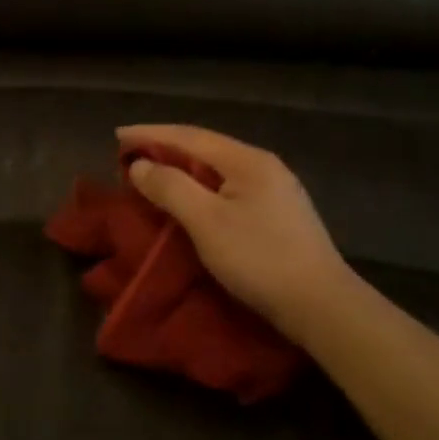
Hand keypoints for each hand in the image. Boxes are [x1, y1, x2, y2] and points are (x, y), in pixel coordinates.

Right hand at [116, 124, 352, 331]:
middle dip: (165, 148)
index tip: (117, 136)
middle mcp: (263, 166)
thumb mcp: (206, 221)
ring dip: (182, 169)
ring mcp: (275, 190)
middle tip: (130, 156)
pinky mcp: (278, 215)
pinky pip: (228, 187)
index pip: (189, 136)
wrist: (322, 305)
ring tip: (153, 175)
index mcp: (247, 160)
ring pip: (217, 169)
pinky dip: (200, 187)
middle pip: (205, 148)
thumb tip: (141, 164)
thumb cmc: (259, 258)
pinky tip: (190, 199)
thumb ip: (170, 187)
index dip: (150, 134)